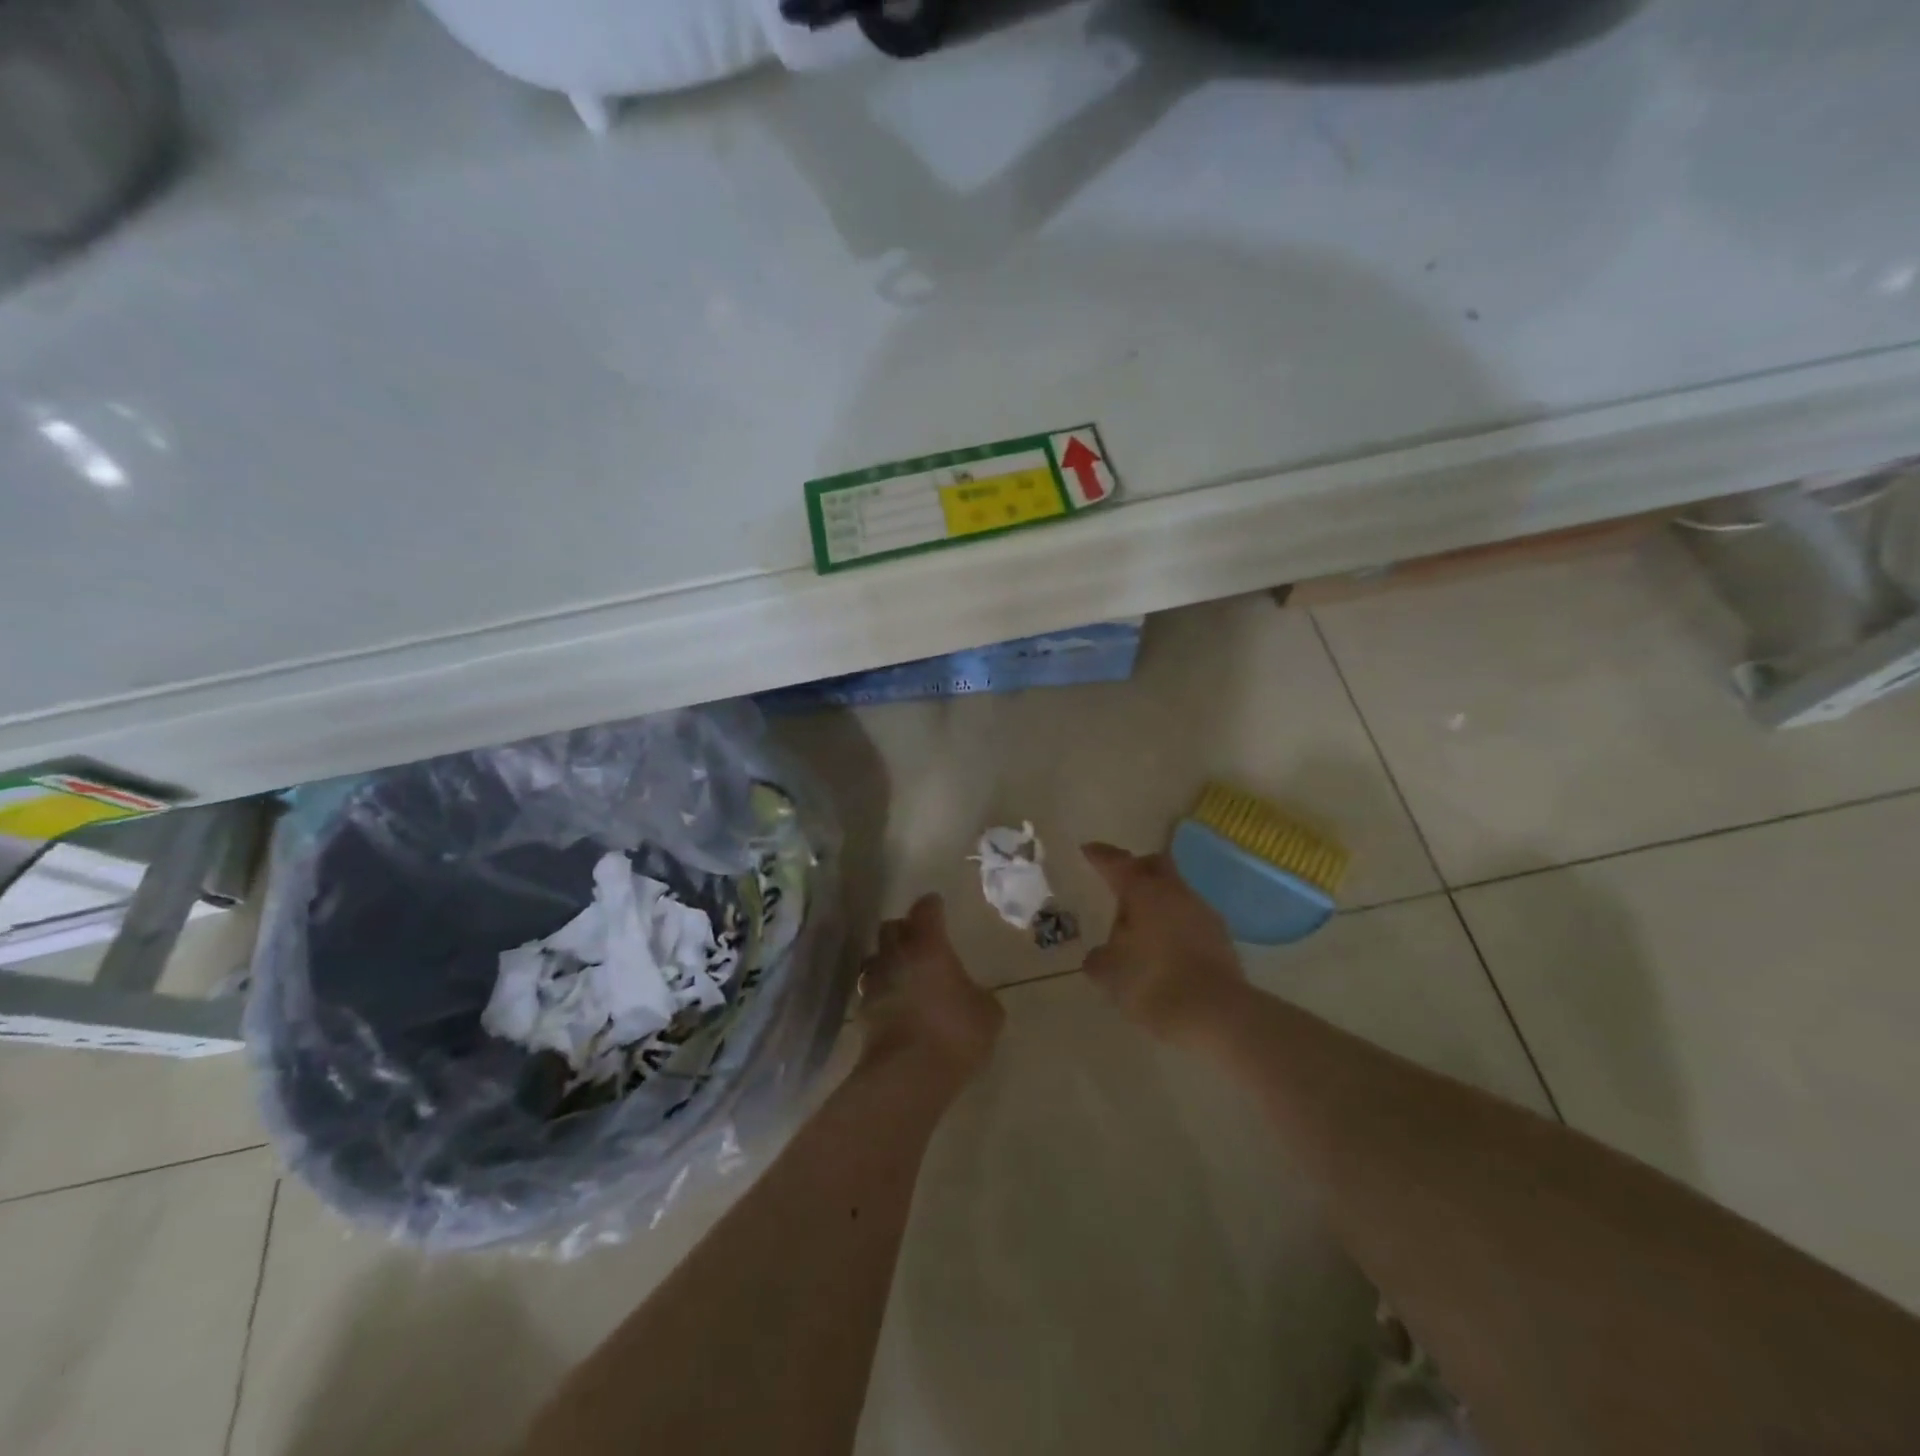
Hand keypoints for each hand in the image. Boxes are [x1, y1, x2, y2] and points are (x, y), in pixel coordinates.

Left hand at [857, 894, 1003, 1083]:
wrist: (908, 1075)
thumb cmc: (955, 1033)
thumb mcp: (987, 1013)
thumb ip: (980, 996)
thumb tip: (973, 995)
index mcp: (929, 946)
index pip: (926, 911)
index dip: (932, 905)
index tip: (936, 903)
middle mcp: (897, 956)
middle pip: (891, 928)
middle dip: (904, 929)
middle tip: (918, 938)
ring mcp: (874, 983)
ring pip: (875, 957)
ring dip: (888, 958)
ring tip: (902, 970)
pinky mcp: (861, 1012)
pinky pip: (870, 989)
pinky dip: (881, 989)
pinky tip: (894, 1002)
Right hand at [1080, 842, 1246, 1043]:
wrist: (1217, 1014)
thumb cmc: (1153, 983)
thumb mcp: (1110, 974)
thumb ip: (1099, 959)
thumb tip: (1100, 955)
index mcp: (1144, 892)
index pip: (1117, 863)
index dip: (1101, 856)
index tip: (1089, 850)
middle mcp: (1175, 892)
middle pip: (1156, 864)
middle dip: (1137, 868)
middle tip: (1120, 883)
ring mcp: (1203, 912)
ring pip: (1176, 892)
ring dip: (1158, 901)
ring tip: (1141, 927)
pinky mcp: (1221, 937)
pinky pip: (1190, 918)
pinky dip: (1175, 925)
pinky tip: (1165, 949)